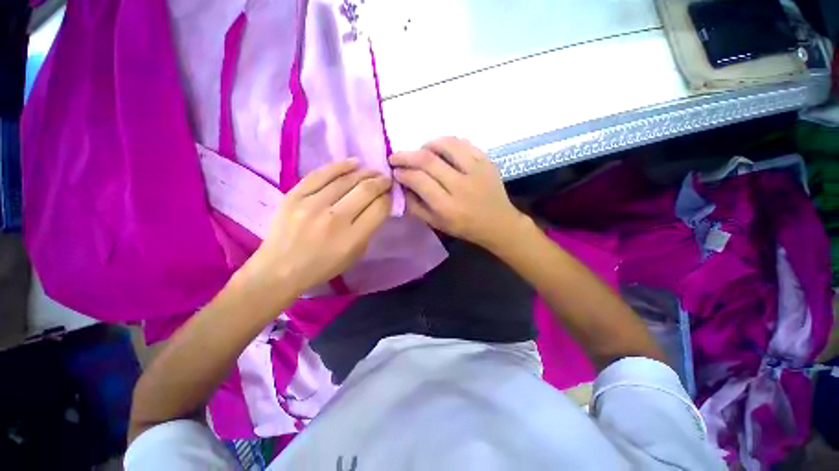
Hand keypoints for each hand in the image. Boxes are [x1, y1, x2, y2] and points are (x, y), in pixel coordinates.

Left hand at [242, 159, 391, 296]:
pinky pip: (321, 174)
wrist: (280, 268)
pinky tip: (354, 162)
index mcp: (352, 238)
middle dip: (381, 182)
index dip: (389, 197)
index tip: (390, 193)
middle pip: (366, 190)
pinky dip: (341, 166)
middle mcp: (334, 219)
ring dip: (365, 172)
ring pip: (346, 179)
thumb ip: (369, 229)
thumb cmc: (323, 266)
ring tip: (373, 171)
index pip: (379, 208)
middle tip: (386, 179)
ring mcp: (311, 204)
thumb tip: (379, 204)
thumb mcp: (355, 255)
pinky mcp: (294, 195)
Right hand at [390, 137, 526, 251]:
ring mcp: (476, 170)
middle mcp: (461, 186)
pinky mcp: (487, 161)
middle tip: (396, 156)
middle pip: (428, 160)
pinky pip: (464, 143)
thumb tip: (401, 185)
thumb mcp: (436, 224)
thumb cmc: (464, 227)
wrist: (498, 223)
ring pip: (447, 145)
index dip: (403, 173)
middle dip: (407, 155)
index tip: (395, 171)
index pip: (419, 180)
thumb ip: (416, 206)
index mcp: (447, 206)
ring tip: (420, 151)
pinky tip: (441, 150)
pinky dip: (447, 143)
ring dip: (427, 145)